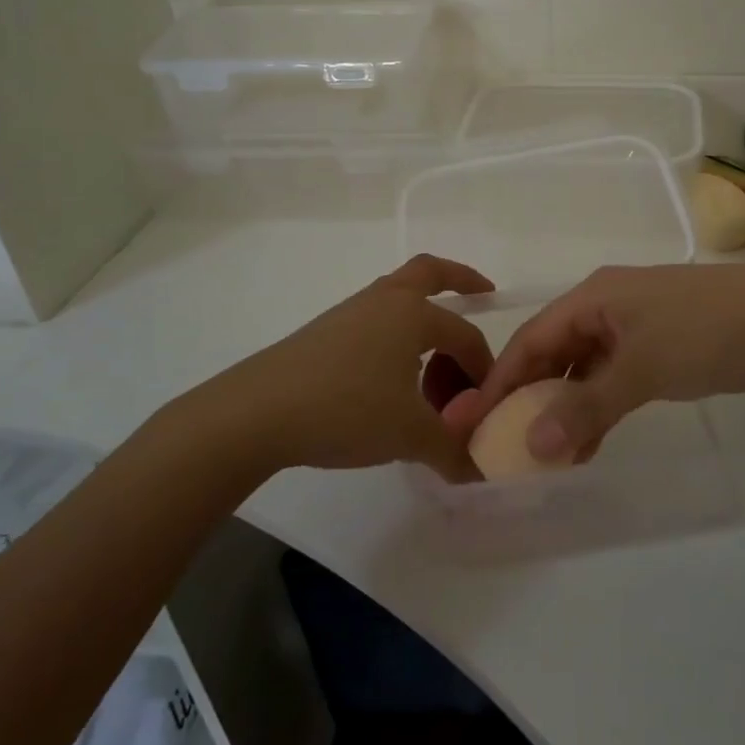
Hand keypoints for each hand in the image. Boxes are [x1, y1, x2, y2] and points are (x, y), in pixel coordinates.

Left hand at [211, 255, 494, 480]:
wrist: (258, 412)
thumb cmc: (347, 409)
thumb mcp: (410, 435)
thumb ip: (451, 450)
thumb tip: (478, 472)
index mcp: (413, 314)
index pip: (464, 335)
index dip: (482, 368)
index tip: (486, 403)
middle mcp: (384, 301)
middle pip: (429, 272)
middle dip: (461, 278)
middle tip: (483, 292)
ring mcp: (350, 313)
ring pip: (398, 299)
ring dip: (423, 316)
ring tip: (433, 360)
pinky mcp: (324, 333)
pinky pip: (375, 321)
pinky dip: (395, 336)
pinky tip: (391, 375)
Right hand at [468, 264, 744, 460]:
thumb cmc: (705, 333)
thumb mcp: (641, 369)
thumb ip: (585, 407)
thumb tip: (532, 447)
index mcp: (594, 296)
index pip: (532, 338)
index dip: (501, 380)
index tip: (474, 423)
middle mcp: (607, 304)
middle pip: (554, 351)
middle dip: (530, 396)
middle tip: (506, 444)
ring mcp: (636, 323)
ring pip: (583, 366)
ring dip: (565, 406)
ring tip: (546, 455)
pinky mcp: (661, 343)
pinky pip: (613, 374)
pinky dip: (598, 404)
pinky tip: (589, 440)